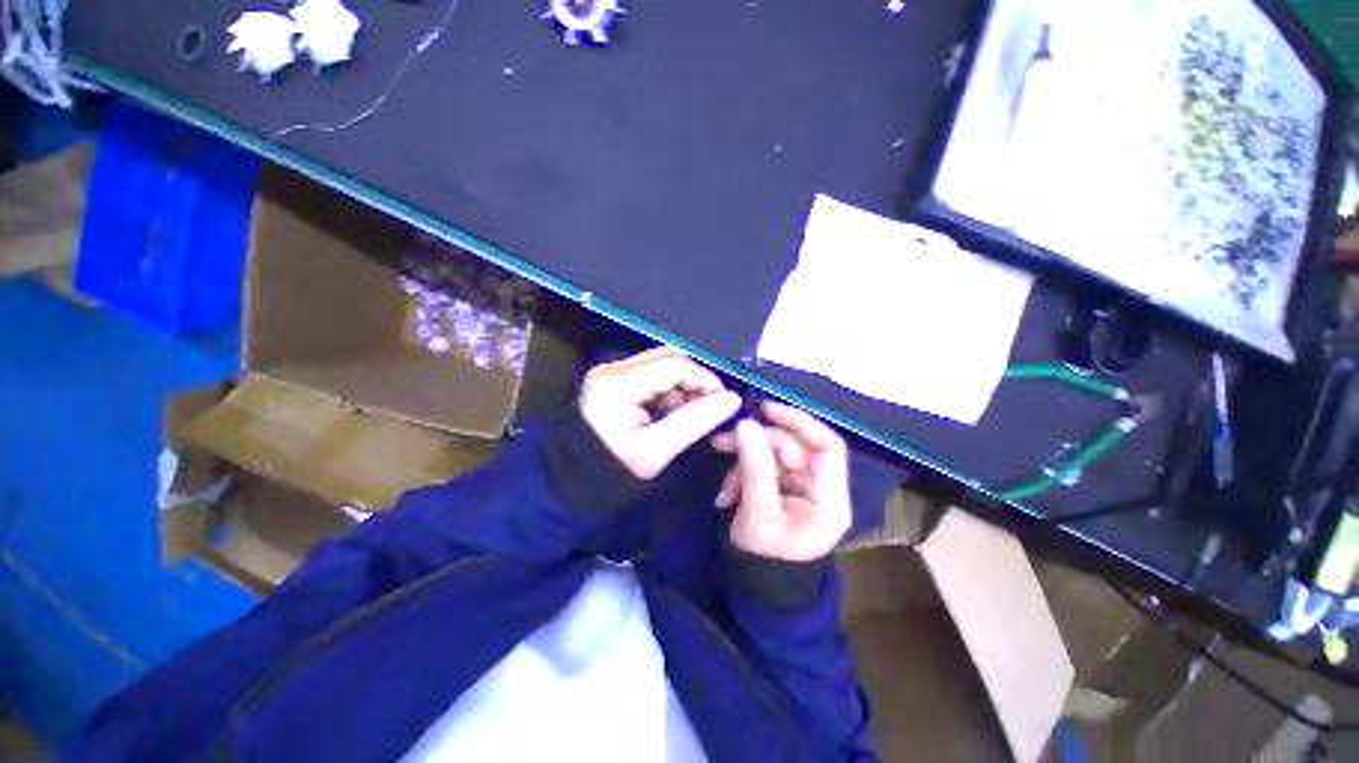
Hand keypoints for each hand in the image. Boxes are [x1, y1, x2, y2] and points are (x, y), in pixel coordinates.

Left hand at [579, 346, 741, 479]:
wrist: (571, 486)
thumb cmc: (611, 473)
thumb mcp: (657, 451)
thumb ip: (696, 421)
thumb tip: (732, 400)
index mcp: (618, 383)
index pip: (675, 364)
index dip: (706, 380)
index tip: (725, 403)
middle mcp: (612, 369)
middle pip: (669, 358)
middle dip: (695, 381)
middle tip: (711, 407)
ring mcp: (611, 374)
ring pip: (662, 366)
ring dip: (683, 387)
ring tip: (692, 415)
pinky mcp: (613, 383)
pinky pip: (651, 377)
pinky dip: (668, 392)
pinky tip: (673, 414)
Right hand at [712, 403, 851, 561]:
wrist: (758, 592)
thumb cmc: (767, 560)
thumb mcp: (759, 514)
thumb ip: (755, 468)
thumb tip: (746, 424)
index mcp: (829, 498)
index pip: (827, 446)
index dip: (800, 422)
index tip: (766, 410)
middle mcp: (818, 488)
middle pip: (791, 447)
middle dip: (755, 442)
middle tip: (722, 440)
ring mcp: (798, 487)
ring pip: (771, 455)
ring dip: (742, 459)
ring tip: (721, 477)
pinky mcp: (780, 489)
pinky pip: (761, 468)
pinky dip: (740, 474)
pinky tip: (725, 494)